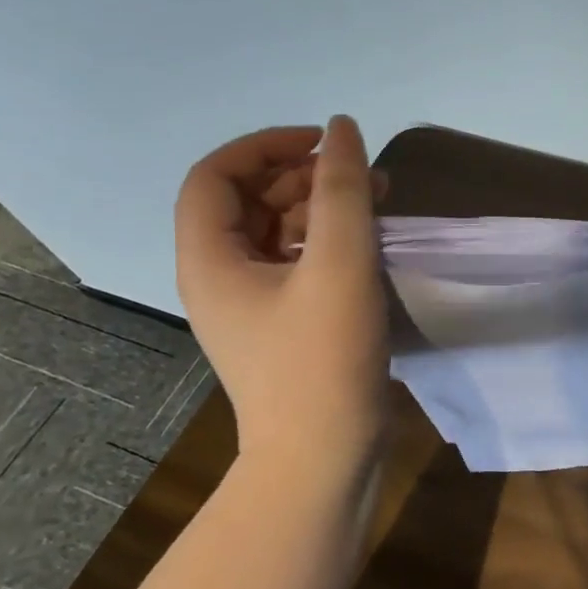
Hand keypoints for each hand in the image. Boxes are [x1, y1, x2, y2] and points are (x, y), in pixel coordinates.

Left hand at [174, 117, 388, 470]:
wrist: (323, 459)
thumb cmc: (323, 359)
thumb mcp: (339, 265)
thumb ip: (343, 190)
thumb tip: (343, 129)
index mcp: (210, 259)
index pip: (216, 175)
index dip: (265, 146)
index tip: (323, 145)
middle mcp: (220, 277)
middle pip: (247, 201)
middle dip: (302, 176)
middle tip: (359, 174)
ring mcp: (252, 305)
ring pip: (276, 232)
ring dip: (321, 208)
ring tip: (377, 201)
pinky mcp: (283, 326)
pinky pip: (296, 264)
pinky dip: (329, 243)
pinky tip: (369, 244)